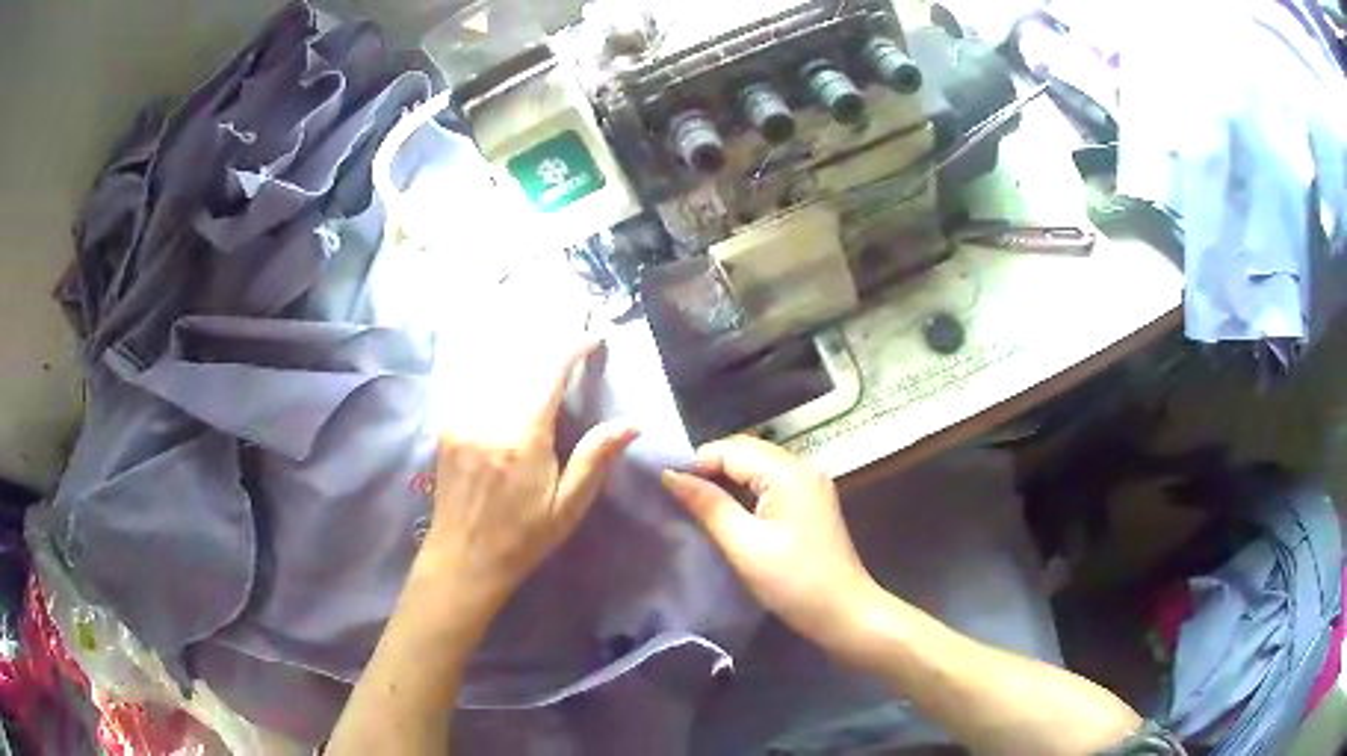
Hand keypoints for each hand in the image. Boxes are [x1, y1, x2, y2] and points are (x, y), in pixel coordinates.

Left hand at [421, 341, 637, 605]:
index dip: (572, 348)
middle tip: (568, 316)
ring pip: (491, 367)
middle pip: (517, 361)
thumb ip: (595, 460)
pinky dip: (486, 363)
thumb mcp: (567, 507)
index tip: (594, 336)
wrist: (463, 560)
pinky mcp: (446, 426)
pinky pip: (468, 383)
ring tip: (536, 324)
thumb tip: (630, 423)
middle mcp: (487, 419)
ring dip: (516, 344)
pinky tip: (492, 348)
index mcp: (522, 439)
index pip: (548, 375)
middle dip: (545, 336)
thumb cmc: (522, 538)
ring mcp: (460, 420)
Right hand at [660, 436, 877, 646]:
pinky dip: (746, 490)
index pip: (731, 448)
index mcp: (788, 472)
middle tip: (676, 494)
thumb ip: (708, 505)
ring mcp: (810, 484)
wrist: (844, 612)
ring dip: (727, 479)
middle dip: (710, 467)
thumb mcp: (744, 545)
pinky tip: (728, 510)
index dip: (696, 462)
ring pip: (758, 466)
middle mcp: (802, 467)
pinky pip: (771, 482)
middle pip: (746, 452)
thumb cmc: (793, 581)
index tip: (666, 486)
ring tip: (695, 502)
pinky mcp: (811, 502)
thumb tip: (670, 475)